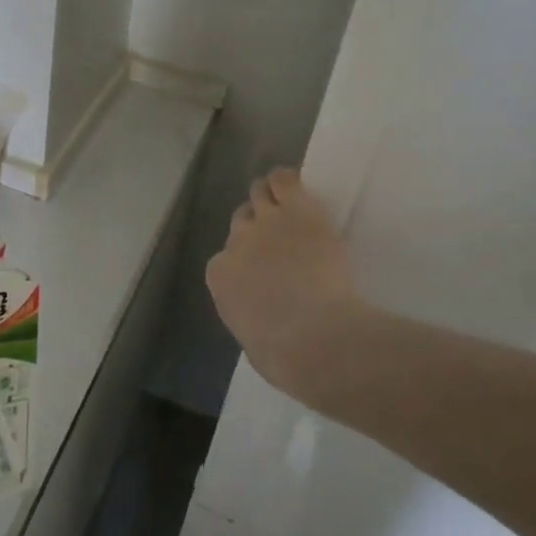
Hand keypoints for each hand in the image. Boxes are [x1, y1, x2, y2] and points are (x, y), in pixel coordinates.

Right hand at [206, 169, 363, 398]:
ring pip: (260, 192)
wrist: (314, 336)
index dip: (245, 261)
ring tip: (289, 206)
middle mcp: (237, 241)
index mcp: (221, 276)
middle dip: (255, 227)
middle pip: (241, 220)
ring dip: (270, 198)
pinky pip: (285, 180)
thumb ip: (250, 318)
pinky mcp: (298, 210)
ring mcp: (267, 222)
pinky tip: (297, 188)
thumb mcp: (254, 342)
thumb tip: (261, 318)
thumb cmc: (284, 355)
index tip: (263, 271)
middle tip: (280, 239)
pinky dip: (287, 181)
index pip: (226, 257)